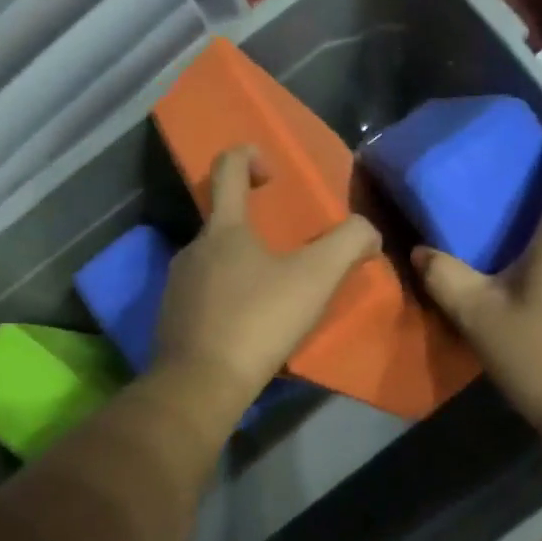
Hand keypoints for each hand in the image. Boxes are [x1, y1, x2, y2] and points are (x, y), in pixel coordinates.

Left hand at [153, 145, 380, 417]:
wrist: (201, 383)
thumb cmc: (258, 321)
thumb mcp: (315, 279)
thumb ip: (348, 244)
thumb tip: (369, 232)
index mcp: (223, 230)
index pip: (227, 169)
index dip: (248, 156)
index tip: (271, 170)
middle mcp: (193, 249)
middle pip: (222, 221)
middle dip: (254, 227)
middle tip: (288, 251)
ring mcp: (177, 285)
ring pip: (213, 262)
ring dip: (241, 266)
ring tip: (272, 293)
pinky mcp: (172, 319)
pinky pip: (204, 296)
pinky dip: (227, 300)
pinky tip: (248, 325)